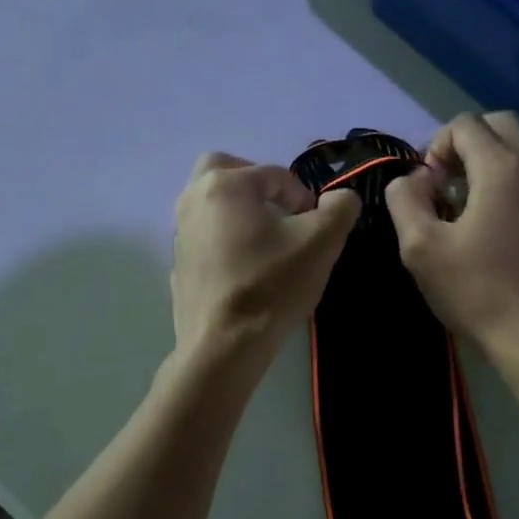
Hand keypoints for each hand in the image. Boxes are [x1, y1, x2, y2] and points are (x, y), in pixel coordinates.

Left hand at [171, 152, 360, 379]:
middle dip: (256, 184)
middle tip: (281, 212)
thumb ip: (339, 209)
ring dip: (239, 213)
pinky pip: (204, 240)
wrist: (224, 347)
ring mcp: (179, 236)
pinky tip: (245, 272)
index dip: (302, 195)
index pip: (273, 173)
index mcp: (224, 185)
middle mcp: (192, 201)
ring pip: (211, 206)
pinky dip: (224, 243)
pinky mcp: (178, 268)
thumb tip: (340, 198)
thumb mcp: (321, 243)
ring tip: (268, 244)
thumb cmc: (272, 286)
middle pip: (223, 171)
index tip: (316, 225)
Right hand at [384, 113, 518, 358]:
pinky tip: (483, 225)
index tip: (425, 188)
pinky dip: (502, 182)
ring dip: (483, 162)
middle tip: (442, 184)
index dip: (435, 147)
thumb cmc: (475, 290)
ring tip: (459, 206)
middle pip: (498, 125)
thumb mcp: (420, 246)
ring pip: (517, 150)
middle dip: (463, 144)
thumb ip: (405, 200)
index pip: (465, 124)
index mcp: (502, 169)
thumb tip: (413, 180)